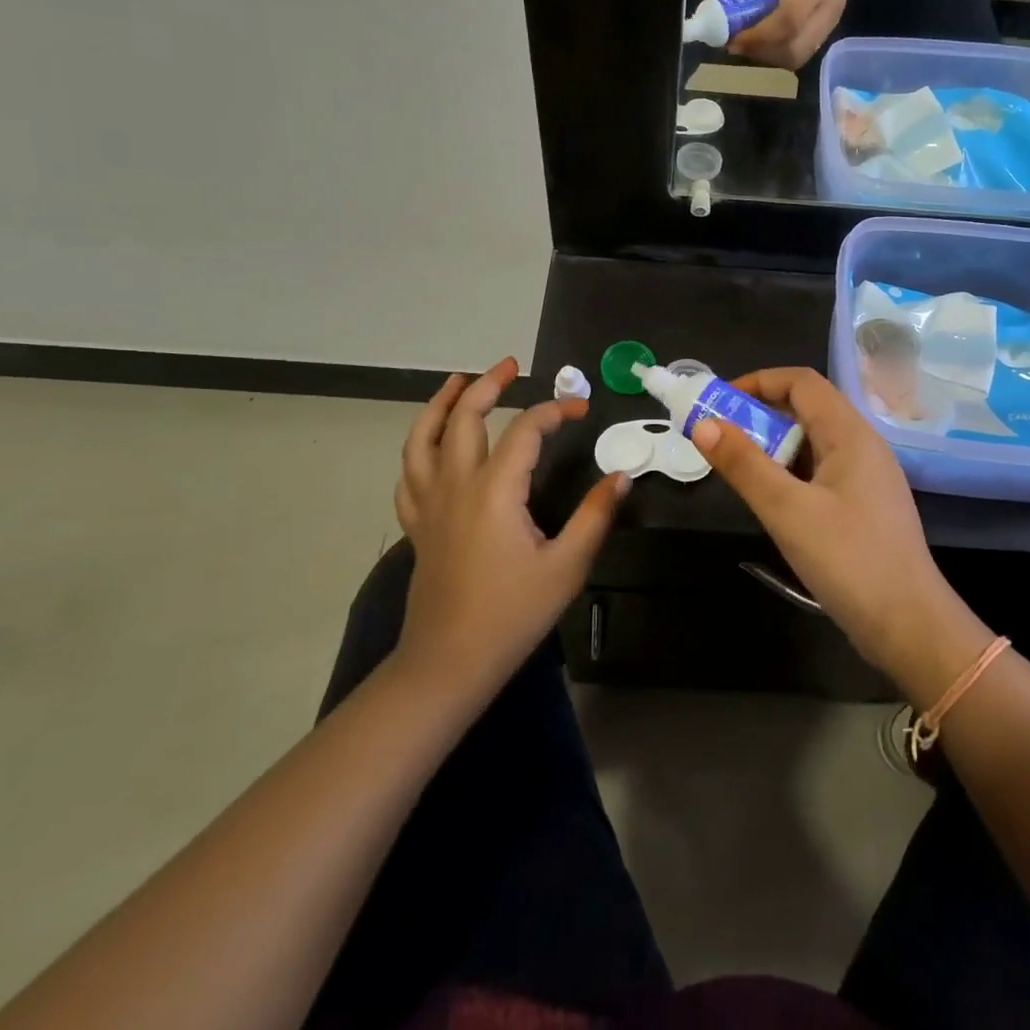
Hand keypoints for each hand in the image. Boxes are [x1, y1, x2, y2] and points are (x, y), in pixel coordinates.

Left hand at [394, 358, 626, 696]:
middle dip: (487, 385)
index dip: (554, 411)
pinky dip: (419, 450)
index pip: (524, 430)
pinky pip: (409, 476)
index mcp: (495, 490)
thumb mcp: (566, 567)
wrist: (448, 664)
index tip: (581, 410)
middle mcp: (456, 485)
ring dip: (440, 405)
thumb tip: (620, 476)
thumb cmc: (511, 615)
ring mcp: (430, 505)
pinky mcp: (418, 526)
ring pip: (422, 440)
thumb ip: (594, 516)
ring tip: (456, 382)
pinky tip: (431, 447)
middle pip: (464, 418)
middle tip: (511, 366)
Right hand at [688, 368, 966, 674]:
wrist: (910, 627)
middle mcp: (862, 445)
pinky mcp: (865, 506)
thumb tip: (703, 425)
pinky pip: (821, 471)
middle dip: (759, 415)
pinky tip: (772, 500)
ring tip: (739, 470)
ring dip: (773, 446)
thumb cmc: (849, 561)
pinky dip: (790, 472)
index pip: (801, 382)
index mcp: (850, 434)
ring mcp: (867, 477)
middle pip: (807, 408)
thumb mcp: (787, 511)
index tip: (719, 403)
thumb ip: (744, 465)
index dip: (758, 382)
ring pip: (813, 442)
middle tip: (720, 438)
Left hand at [717, 0, 878, 69]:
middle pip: (792, 49)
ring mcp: (829, 26)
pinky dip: (776, 54)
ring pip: (795, 58)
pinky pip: (799, 55)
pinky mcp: (825, 35)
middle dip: (759, 50)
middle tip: (735, 39)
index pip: (789, 20)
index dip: (757, 35)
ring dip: (766, 55)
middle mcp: (828, 10)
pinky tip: (763, 38)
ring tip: (747, 38)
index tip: (731, 37)